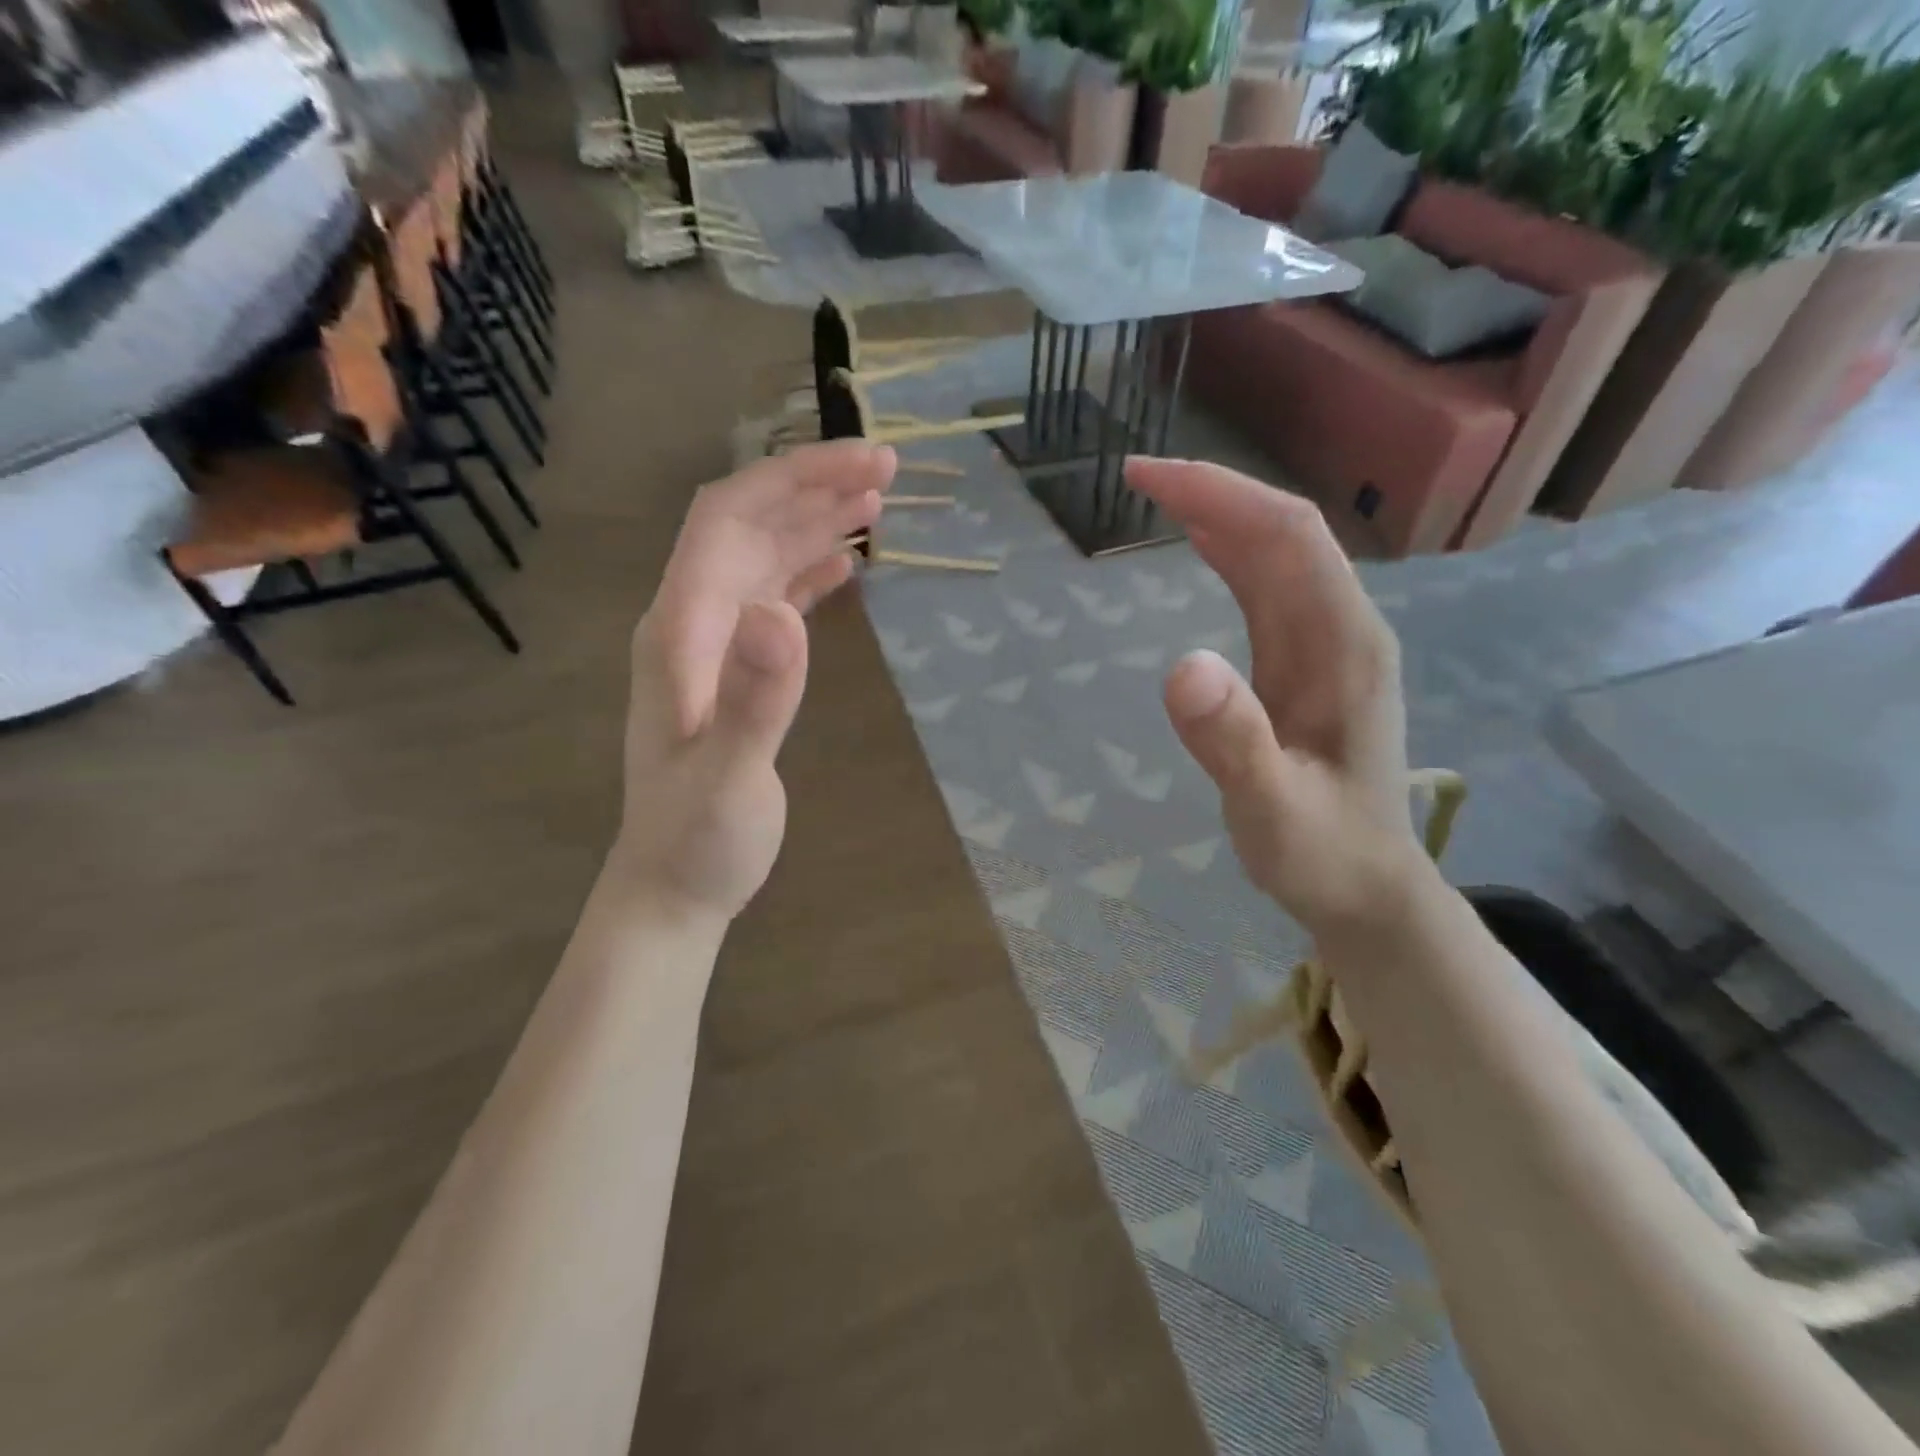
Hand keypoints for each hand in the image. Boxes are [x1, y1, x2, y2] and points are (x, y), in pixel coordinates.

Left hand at [614, 441, 895, 924]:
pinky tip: (845, 565)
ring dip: (814, 522)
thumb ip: (754, 699)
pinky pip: (773, 599)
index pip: (728, 520)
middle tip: (887, 468)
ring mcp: (714, 645)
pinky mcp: (737, 670)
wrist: (674, 886)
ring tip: (876, 501)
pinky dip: (809, 571)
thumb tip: (783, 613)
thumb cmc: (698, 840)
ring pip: (763, 557)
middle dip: (813, 487)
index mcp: (680, 630)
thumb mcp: (728, 777)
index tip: (862, 464)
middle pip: (748, 525)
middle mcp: (691, 622)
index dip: (792, 480)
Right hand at [1126, 459, 1419, 935]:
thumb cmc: (1321, 853)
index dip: (1221, 494)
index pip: (1287, 538)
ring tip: (1156, 495)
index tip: (1149, 478)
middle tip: (1136, 477)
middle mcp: (1343, 628)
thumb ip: (1232, 742)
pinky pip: (1270, 587)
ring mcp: (1328, 643)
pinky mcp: (1308, 661)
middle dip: (1213, 491)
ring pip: (1277, 554)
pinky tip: (1201, 541)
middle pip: (1284, 531)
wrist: (1366, 888)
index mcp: (1344, 647)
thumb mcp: (1271, 810)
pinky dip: (1231, 552)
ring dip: (1221, 514)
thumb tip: (1180, 667)